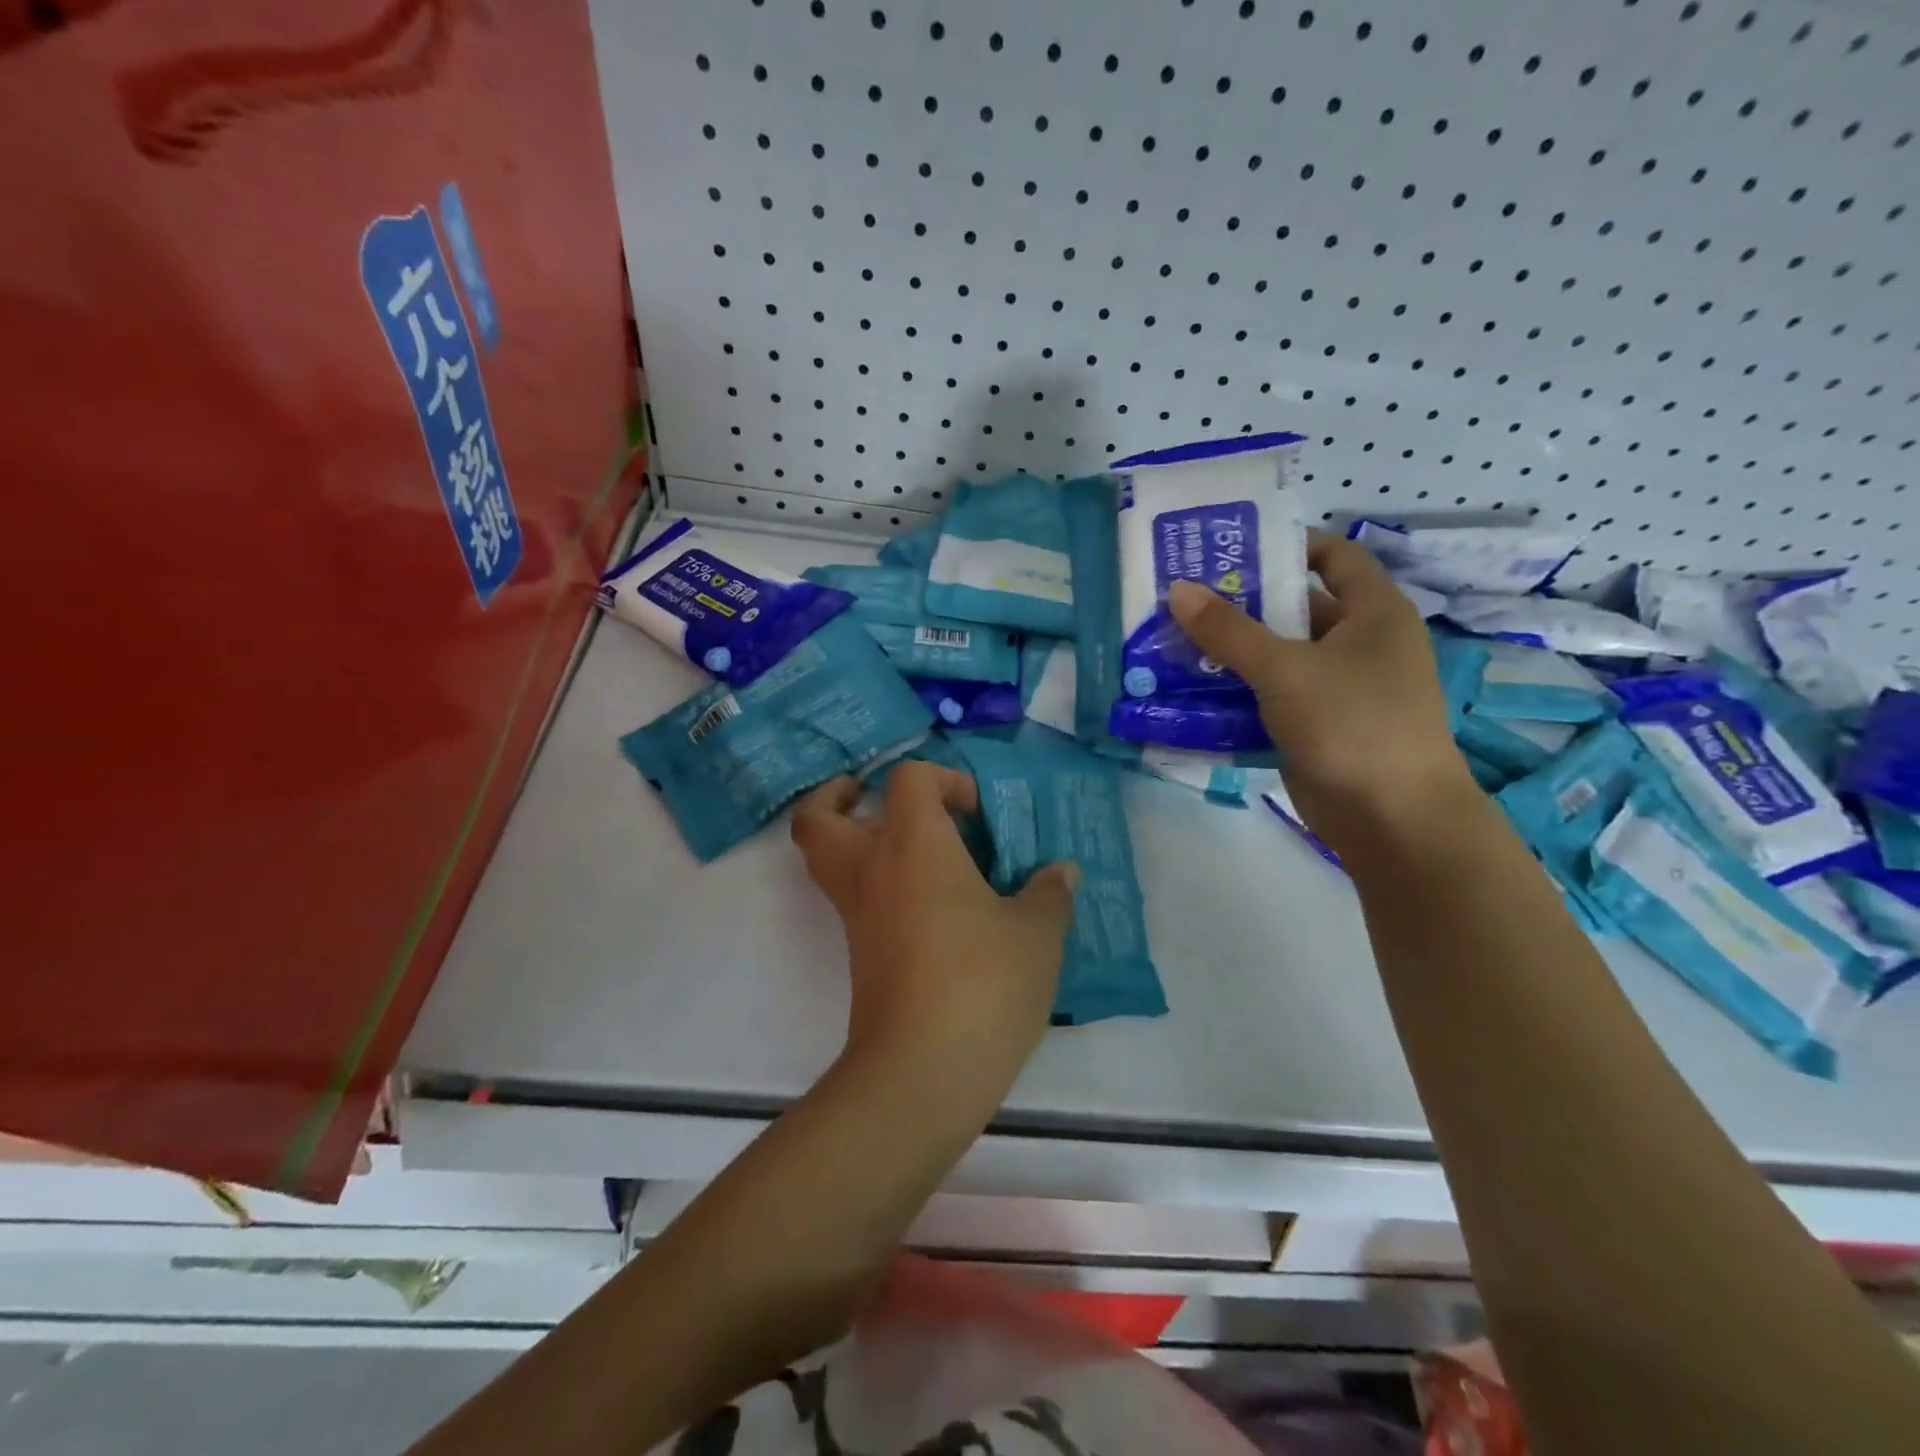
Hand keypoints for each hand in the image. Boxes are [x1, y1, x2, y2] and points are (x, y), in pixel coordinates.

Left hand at [791, 762, 1078, 1090]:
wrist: (923, 1070)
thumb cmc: (983, 982)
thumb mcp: (1036, 934)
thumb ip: (1049, 894)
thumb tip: (1061, 872)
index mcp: (914, 845)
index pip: (908, 779)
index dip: (943, 780)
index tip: (976, 814)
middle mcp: (872, 870)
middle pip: (817, 819)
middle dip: (837, 799)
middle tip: (872, 800)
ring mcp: (857, 915)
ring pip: (825, 861)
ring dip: (851, 842)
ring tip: (903, 848)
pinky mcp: (859, 954)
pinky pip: (853, 900)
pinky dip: (875, 886)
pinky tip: (928, 905)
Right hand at [1167, 531, 1470, 837]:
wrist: (1392, 819)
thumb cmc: (1351, 724)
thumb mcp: (1284, 670)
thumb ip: (1228, 631)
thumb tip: (1178, 590)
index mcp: (1372, 612)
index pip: (1332, 556)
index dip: (1284, 546)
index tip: (1228, 551)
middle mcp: (1358, 642)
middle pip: (1294, 608)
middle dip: (1241, 604)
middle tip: (1182, 599)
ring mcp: (1338, 687)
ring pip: (1277, 656)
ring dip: (1231, 652)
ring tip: (1174, 643)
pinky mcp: (1317, 725)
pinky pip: (1272, 696)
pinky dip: (1238, 691)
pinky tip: (1193, 691)